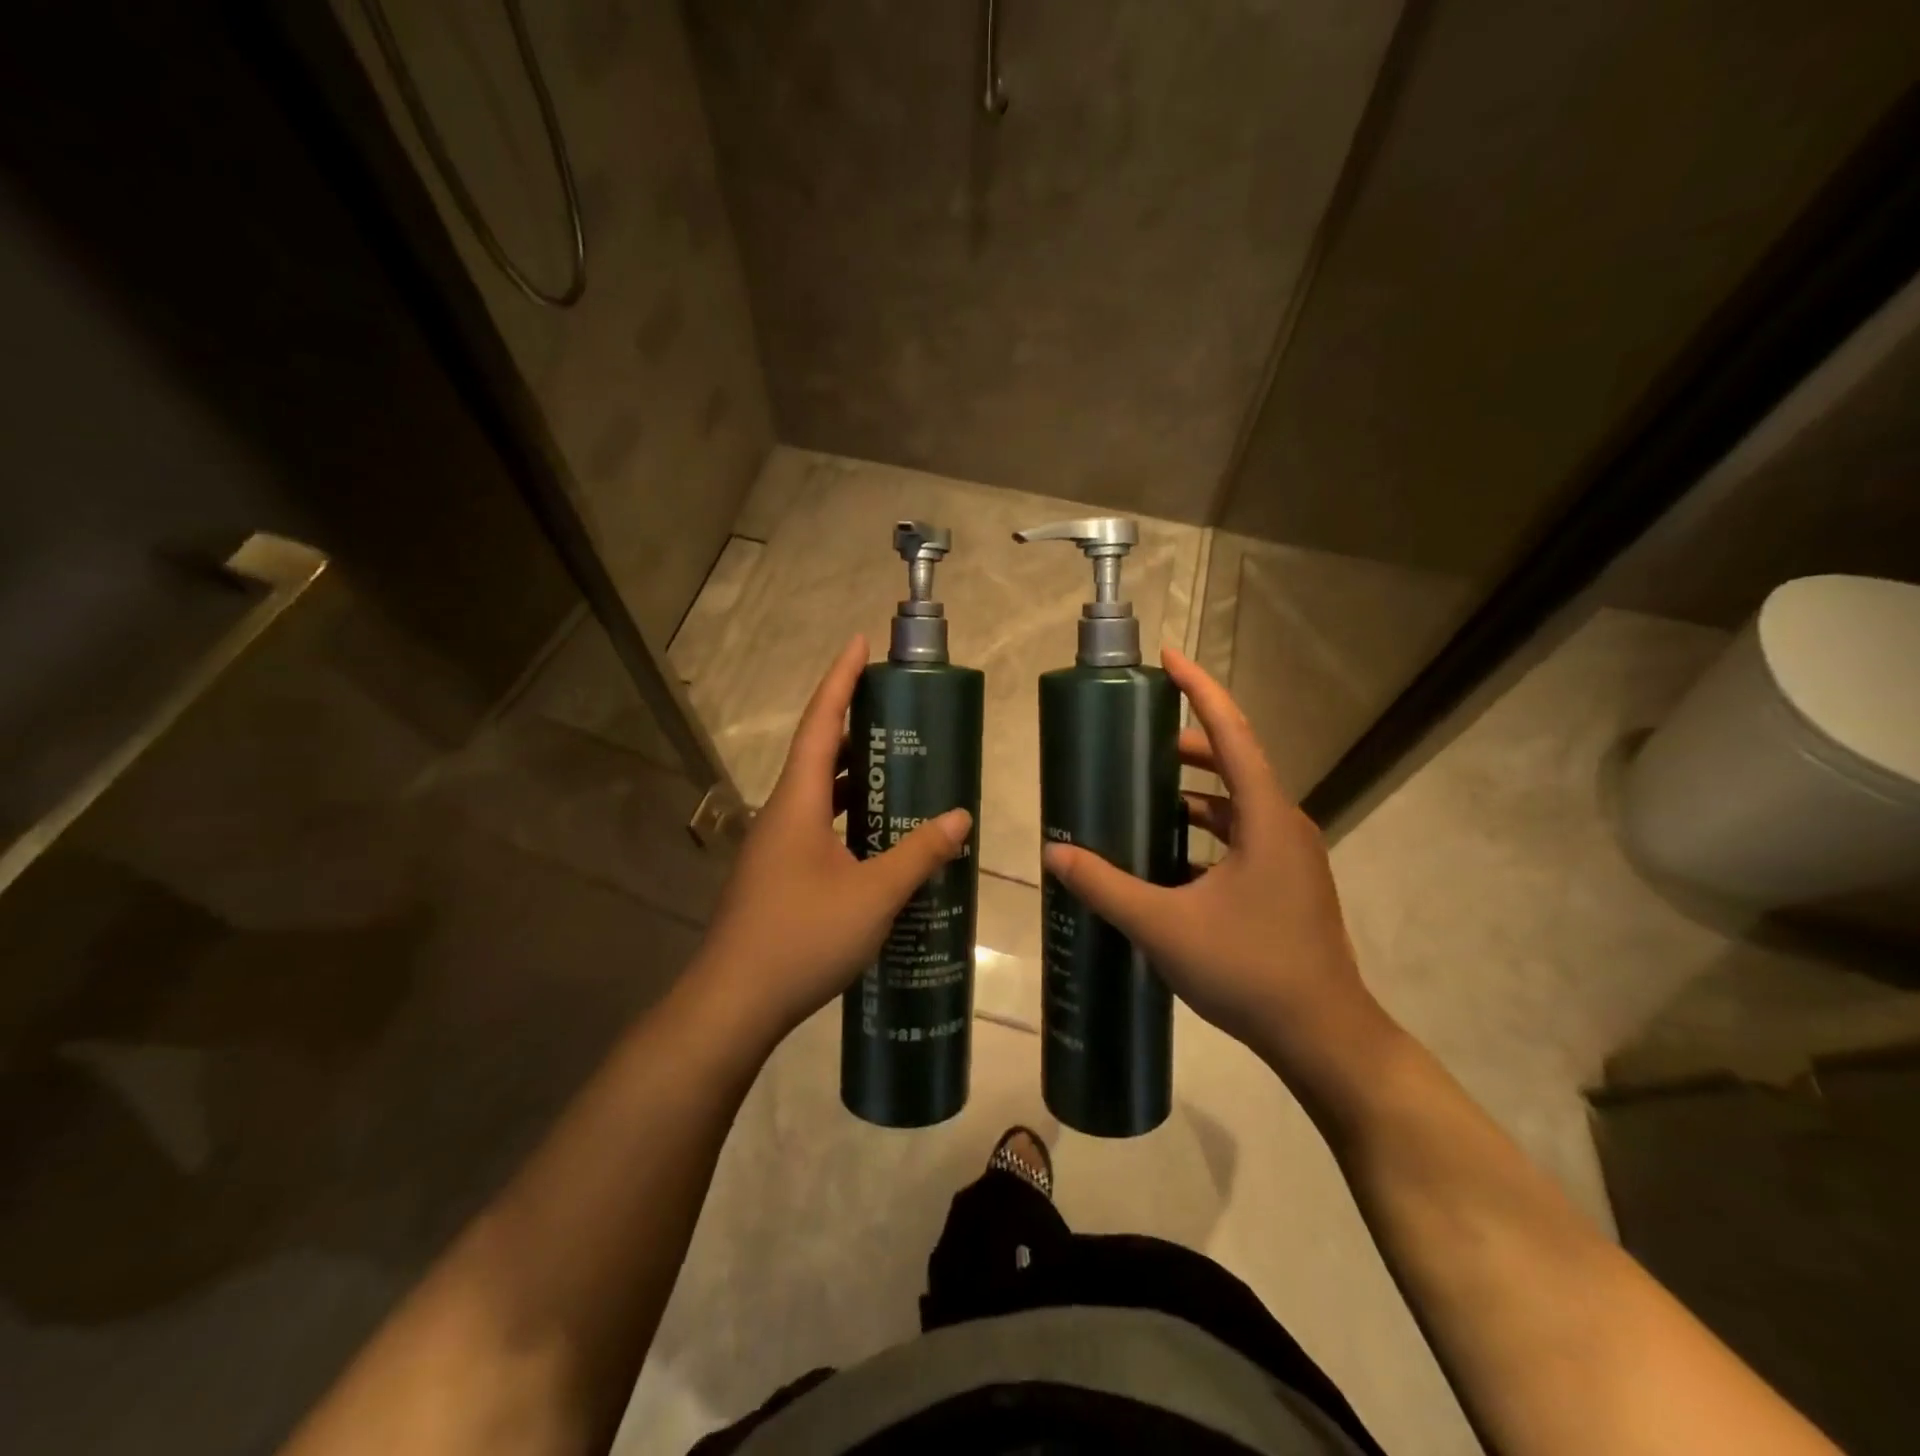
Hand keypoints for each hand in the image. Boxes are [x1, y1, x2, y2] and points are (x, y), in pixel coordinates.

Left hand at [691, 636, 971, 1047]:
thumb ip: (918, 854)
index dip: (840, 680)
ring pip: (820, 794)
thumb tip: (961, 818)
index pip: (820, 724)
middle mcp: (783, 814)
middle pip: (819, 753)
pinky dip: (851, 818)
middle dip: (857, 726)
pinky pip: (820, 827)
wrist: (734, 1003)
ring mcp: (777, 847)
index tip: (859, 643)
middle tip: (900, 712)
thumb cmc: (801, 938)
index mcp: (798, 802)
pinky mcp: (779, 875)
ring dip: (856, 777)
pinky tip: (880, 837)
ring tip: (901, 767)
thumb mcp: (873, 896)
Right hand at [1041, 648, 1390, 1092]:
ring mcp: (1291, 856)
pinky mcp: (1288, 883)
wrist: (1324, 1036)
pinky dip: (1207, 829)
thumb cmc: (1250, 969)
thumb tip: (1055, 852)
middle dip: (1188, 744)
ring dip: (1197, 791)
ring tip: (1147, 794)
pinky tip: (1171, 854)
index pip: (1231, 733)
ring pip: (1239, 802)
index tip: (1168, 658)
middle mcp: (1284, 824)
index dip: (1199, 690)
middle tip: (1139, 741)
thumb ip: (1106, 886)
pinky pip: (1243, 835)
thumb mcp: (1164, 925)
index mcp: (1265, 818)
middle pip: (1236, 762)